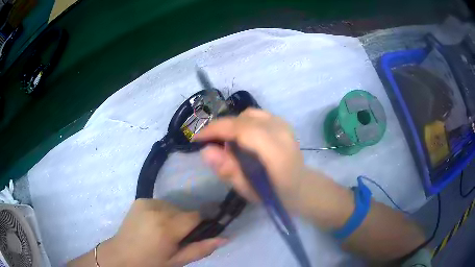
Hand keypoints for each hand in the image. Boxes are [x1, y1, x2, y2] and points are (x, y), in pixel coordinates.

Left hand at [89, 200, 225, 266]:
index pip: (196, 216)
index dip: (201, 225)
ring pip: (174, 207)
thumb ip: (201, 249)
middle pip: (185, 211)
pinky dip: (164, 213)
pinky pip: (162, 204)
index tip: (199, 234)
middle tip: (177, 239)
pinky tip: (154, 224)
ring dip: (175, 218)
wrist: (121, 255)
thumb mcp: (177, 262)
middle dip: (186, 224)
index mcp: (166, 227)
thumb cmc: (151, 263)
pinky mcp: (140, 200)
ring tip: (164, 232)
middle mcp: (157, 209)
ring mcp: (147, 202)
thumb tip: (225, 238)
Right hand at [194, 108, 310, 211]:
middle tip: (208, 143)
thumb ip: (228, 170)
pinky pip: (255, 115)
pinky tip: (239, 137)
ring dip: (231, 125)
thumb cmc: (275, 194)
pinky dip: (242, 122)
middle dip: (220, 127)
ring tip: (224, 141)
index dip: (217, 130)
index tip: (197, 138)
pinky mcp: (282, 122)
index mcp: (277, 153)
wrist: (301, 186)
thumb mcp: (249, 191)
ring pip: (248, 114)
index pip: (243, 130)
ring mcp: (284, 124)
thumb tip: (205, 151)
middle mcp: (282, 133)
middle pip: (243, 119)